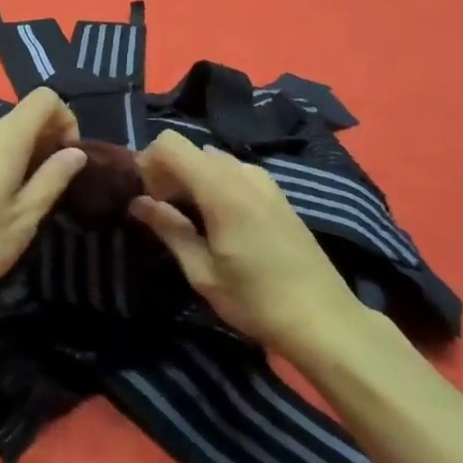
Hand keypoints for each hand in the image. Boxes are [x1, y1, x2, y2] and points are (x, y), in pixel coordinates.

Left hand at [0, 87, 86, 302]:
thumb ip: (53, 179)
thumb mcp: (24, 217)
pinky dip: (9, 162)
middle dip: (51, 140)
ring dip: (30, 155)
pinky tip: (3, 201)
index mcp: (5, 138)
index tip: (70, 157)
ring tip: (31, 198)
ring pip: (9, 135)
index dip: (67, 119)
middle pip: (27, 115)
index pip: (45, 98)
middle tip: (56, 184)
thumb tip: (76, 152)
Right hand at [132, 130, 354, 352]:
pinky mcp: (276, 192)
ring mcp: (263, 180)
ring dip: (191, 179)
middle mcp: (242, 172)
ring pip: (211, 159)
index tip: (145, 197)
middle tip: (163, 214)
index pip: (170, 144)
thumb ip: (169, 229)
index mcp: (221, 188)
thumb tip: (137, 202)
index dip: (148, 162)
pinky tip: (220, 222)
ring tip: (190, 221)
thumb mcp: (203, 272)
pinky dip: (214, 184)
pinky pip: (233, 172)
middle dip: (168, 173)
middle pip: (190, 149)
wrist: (324, 318)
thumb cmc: (257, 300)